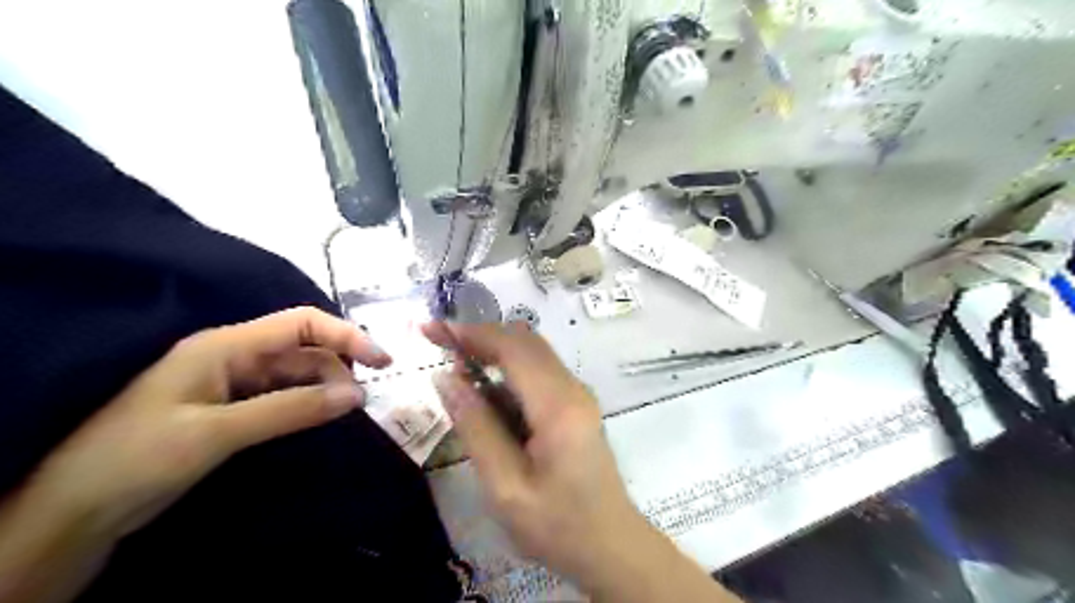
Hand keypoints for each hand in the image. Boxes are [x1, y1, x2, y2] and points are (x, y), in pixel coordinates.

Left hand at [33, 310, 390, 536]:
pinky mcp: (233, 409)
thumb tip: (357, 396)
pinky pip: (284, 397)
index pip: (301, 323)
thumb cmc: (138, 458)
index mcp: (226, 345)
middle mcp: (234, 356)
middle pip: (303, 349)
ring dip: (326, 388)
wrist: (76, 512)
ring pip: (297, 374)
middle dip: (338, 369)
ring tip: (347, 412)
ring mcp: (233, 383)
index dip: (345, 335)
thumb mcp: (218, 432)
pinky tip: (322, 418)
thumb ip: (291, 410)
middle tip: (360, 402)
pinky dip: (308, 404)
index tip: (381, 361)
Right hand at [420, 324, 636, 578]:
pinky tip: (485, 396)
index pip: (513, 348)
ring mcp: (578, 395)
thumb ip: (476, 427)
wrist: (611, 546)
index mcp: (558, 406)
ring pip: (532, 353)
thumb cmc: (558, 526)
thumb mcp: (505, 487)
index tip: (432, 330)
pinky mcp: (575, 405)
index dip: (472, 333)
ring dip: (493, 352)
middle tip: (438, 344)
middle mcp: (572, 389)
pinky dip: (507, 372)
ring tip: (456, 371)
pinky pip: (538, 373)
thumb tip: (445, 378)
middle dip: (480, 336)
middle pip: (525, 341)